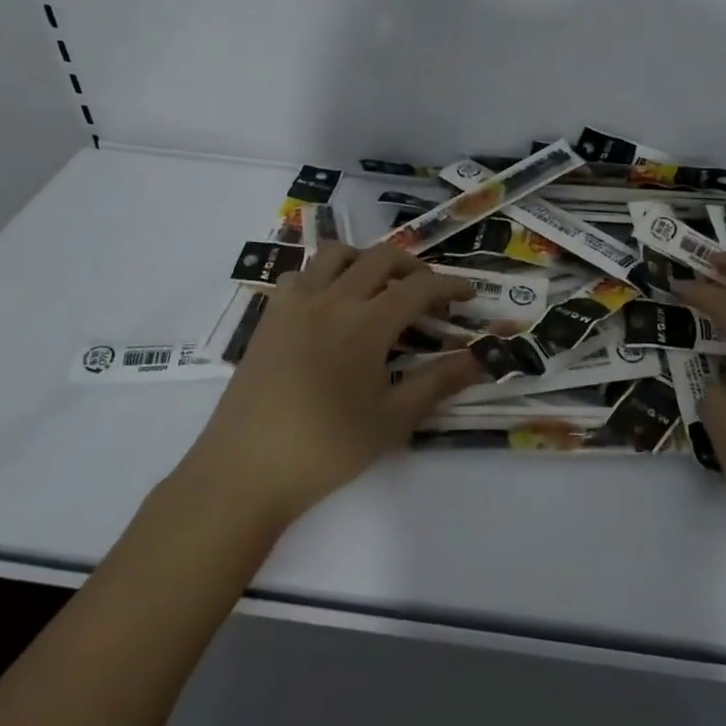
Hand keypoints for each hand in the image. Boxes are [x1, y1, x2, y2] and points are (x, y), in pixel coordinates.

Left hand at [189, 242, 481, 527]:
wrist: (244, 471)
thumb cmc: (326, 449)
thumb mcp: (392, 420)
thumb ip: (439, 382)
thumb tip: (482, 359)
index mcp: (366, 323)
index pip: (419, 287)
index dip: (450, 284)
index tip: (470, 294)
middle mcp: (331, 300)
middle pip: (381, 258)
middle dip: (414, 267)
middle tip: (430, 292)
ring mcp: (294, 305)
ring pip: (336, 254)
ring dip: (367, 261)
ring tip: (380, 289)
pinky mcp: (269, 318)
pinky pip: (301, 274)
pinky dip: (325, 275)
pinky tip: (331, 306)